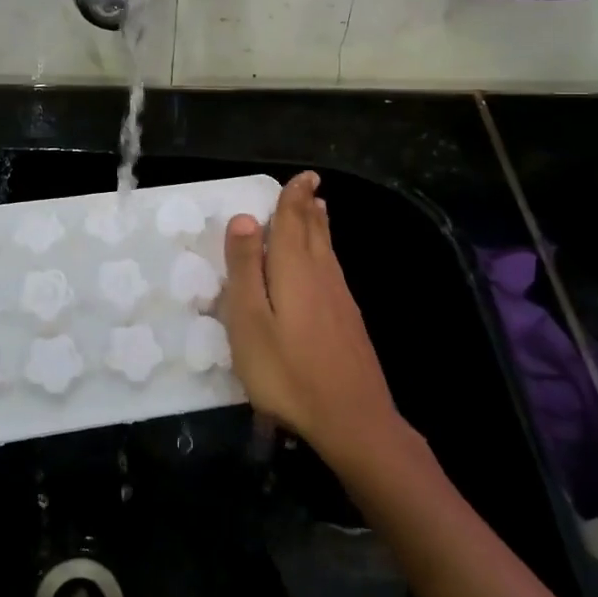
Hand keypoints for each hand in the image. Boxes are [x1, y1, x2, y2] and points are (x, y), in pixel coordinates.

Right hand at [222, 172, 401, 463]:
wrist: (352, 420)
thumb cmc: (287, 371)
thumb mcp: (249, 321)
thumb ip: (245, 269)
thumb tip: (245, 218)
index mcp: (294, 269)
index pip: (294, 221)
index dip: (294, 197)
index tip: (302, 176)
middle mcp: (322, 275)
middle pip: (314, 231)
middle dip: (308, 207)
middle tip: (309, 185)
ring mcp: (340, 299)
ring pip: (327, 250)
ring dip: (319, 226)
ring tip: (318, 209)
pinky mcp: (348, 322)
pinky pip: (333, 270)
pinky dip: (326, 251)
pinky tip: (325, 263)